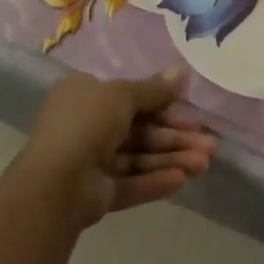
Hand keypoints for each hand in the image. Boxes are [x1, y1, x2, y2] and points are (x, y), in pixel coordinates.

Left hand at [20, 67, 217, 227]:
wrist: (54, 185)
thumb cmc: (86, 123)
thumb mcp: (123, 95)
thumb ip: (154, 89)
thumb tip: (182, 71)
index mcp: (86, 95)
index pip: (131, 96)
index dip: (163, 103)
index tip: (192, 110)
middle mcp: (88, 125)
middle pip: (141, 129)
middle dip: (175, 136)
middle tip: (209, 143)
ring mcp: (92, 161)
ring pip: (140, 157)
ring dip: (172, 158)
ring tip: (205, 163)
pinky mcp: (97, 193)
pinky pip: (131, 183)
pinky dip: (155, 180)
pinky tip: (182, 180)